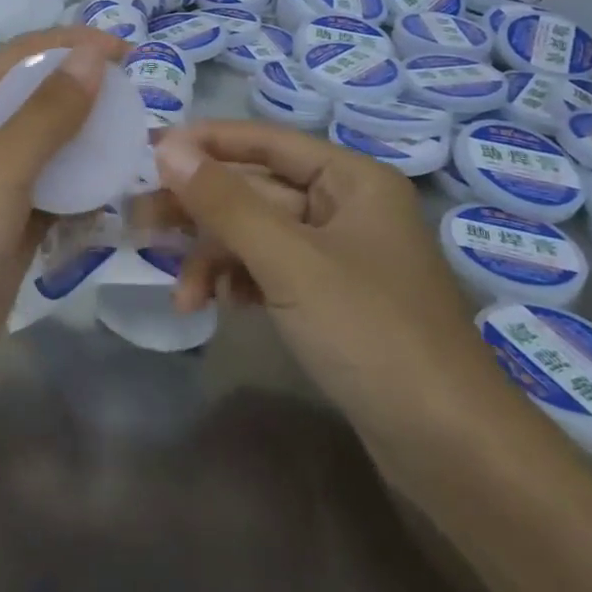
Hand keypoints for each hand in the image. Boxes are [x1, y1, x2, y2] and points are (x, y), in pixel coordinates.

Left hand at [0, 26, 132, 379]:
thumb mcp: (0, 167)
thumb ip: (49, 111)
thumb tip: (92, 56)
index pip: (22, 56)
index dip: (73, 45)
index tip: (127, 51)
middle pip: (37, 97)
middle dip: (85, 92)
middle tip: (140, 100)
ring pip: (49, 147)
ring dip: (88, 141)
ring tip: (138, 140)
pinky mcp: (8, 227)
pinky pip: (53, 192)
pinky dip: (81, 187)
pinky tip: (116, 190)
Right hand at [152, 122, 524, 464]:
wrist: (453, 451)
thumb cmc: (372, 333)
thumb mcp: (289, 262)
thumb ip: (225, 202)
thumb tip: (166, 148)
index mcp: (350, 179)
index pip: (265, 140)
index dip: (205, 142)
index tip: (147, 151)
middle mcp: (345, 207)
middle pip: (256, 190)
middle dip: (200, 208)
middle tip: (139, 220)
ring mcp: (338, 257)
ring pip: (258, 235)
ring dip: (214, 256)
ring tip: (178, 290)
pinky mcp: (331, 301)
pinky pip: (270, 272)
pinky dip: (238, 283)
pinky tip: (210, 305)